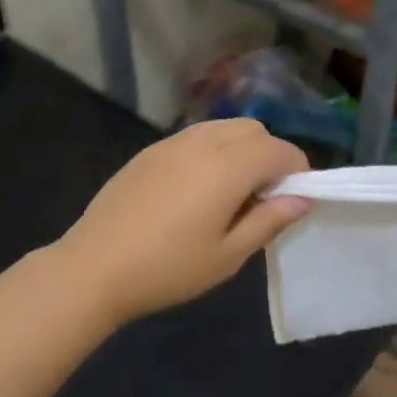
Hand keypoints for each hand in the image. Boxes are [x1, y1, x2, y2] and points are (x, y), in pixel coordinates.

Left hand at [54, 119, 311, 323]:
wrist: (94, 267)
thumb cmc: (167, 269)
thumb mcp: (227, 256)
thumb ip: (268, 221)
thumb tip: (301, 198)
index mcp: (227, 167)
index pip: (279, 150)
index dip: (297, 169)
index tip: (296, 198)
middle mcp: (202, 143)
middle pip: (253, 129)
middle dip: (270, 154)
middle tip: (263, 197)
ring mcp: (171, 143)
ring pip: (223, 127)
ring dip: (241, 148)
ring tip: (232, 192)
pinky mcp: (150, 151)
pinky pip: (195, 137)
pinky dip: (213, 150)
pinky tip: (198, 189)